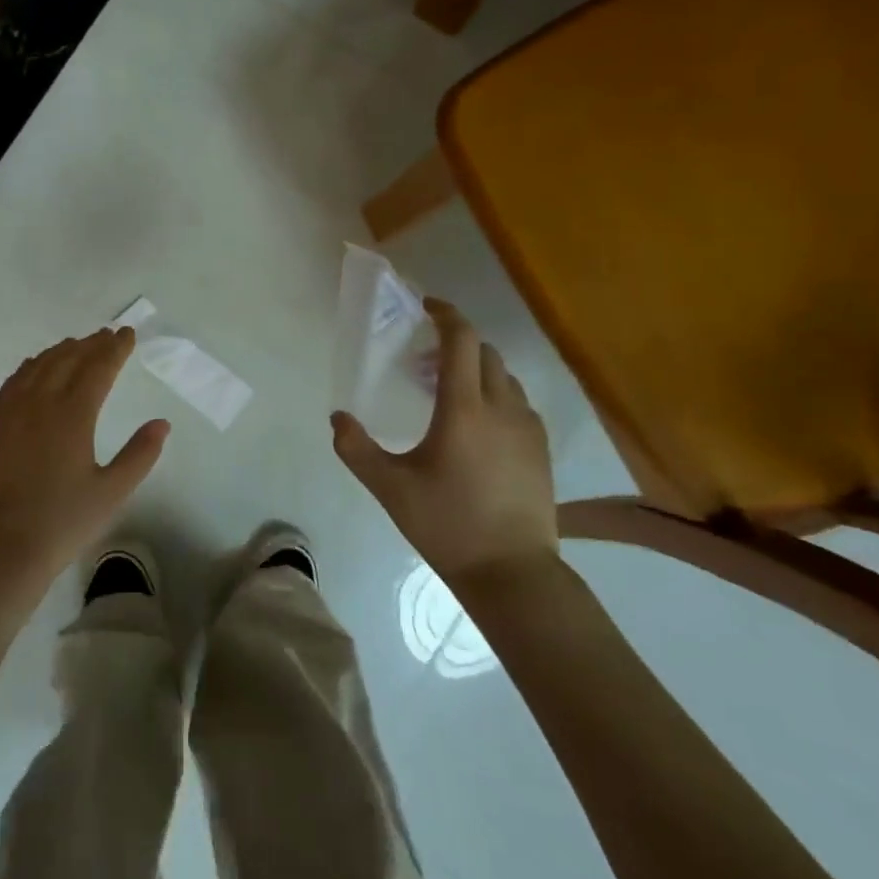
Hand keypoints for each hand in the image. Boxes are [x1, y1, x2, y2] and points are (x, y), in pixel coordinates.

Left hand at [0, 327, 169, 605]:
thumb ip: (140, 454)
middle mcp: (40, 403)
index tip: (127, 334)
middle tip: (107, 336)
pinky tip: (35, 368)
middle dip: (90, 344)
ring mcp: (11, 412)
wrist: (3, 548)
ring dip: (60, 352)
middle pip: (67, 360)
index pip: (98, 368)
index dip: (114, 349)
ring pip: (38, 367)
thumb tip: (161, 423)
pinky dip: (30, 367)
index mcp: (73, 414)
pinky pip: (13, 382)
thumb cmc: (63, 522)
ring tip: (76, 345)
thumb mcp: (112, 492)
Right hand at [331, 298, 556, 594]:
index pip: (461, 341)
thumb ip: (355, 448)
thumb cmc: (446, 524)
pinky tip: (477, 424)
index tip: (426, 307)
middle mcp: (501, 408)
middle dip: (456, 343)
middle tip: (424, 360)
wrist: (511, 571)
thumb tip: (337, 417)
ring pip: (504, 377)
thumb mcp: (389, 487)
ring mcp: (527, 428)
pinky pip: (518, 402)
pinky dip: (495, 394)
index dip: (445, 315)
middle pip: (484, 352)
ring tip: (447, 392)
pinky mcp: (540, 449)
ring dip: (476, 369)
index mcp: (464, 409)